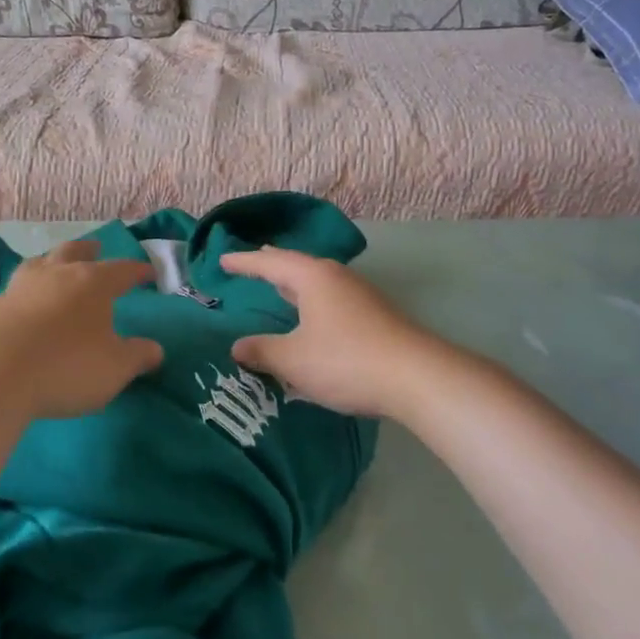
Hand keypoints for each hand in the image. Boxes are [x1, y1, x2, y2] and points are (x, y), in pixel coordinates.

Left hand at [0, 239, 163, 422]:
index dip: (137, 271)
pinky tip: (23, 305)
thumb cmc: (65, 367)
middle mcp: (55, 275)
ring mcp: (18, 288)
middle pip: (73, 252)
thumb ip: (137, 357)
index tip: (148, 272)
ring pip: (39, 264)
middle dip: (88, 250)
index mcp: (92, 283)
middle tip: (96, 248)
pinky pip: (14, 291)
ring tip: (54, 268)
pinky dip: (25, 293)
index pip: (122, 270)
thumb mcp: (114, 369)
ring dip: (51, 263)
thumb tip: (155, 349)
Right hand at [222, 247, 439, 420]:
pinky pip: (332, 298)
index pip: (269, 263)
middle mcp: (336, 277)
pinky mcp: (375, 315)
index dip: (244, 263)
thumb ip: (262, 351)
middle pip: (297, 265)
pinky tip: (314, 316)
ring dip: (296, 283)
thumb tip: (237, 347)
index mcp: (312, 277)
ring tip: (281, 285)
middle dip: (273, 265)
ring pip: (318, 281)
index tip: (223, 261)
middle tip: (253, 263)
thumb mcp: (294, 359)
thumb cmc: (346, 360)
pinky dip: (313, 300)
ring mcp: (360, 294)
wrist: (416, 377)